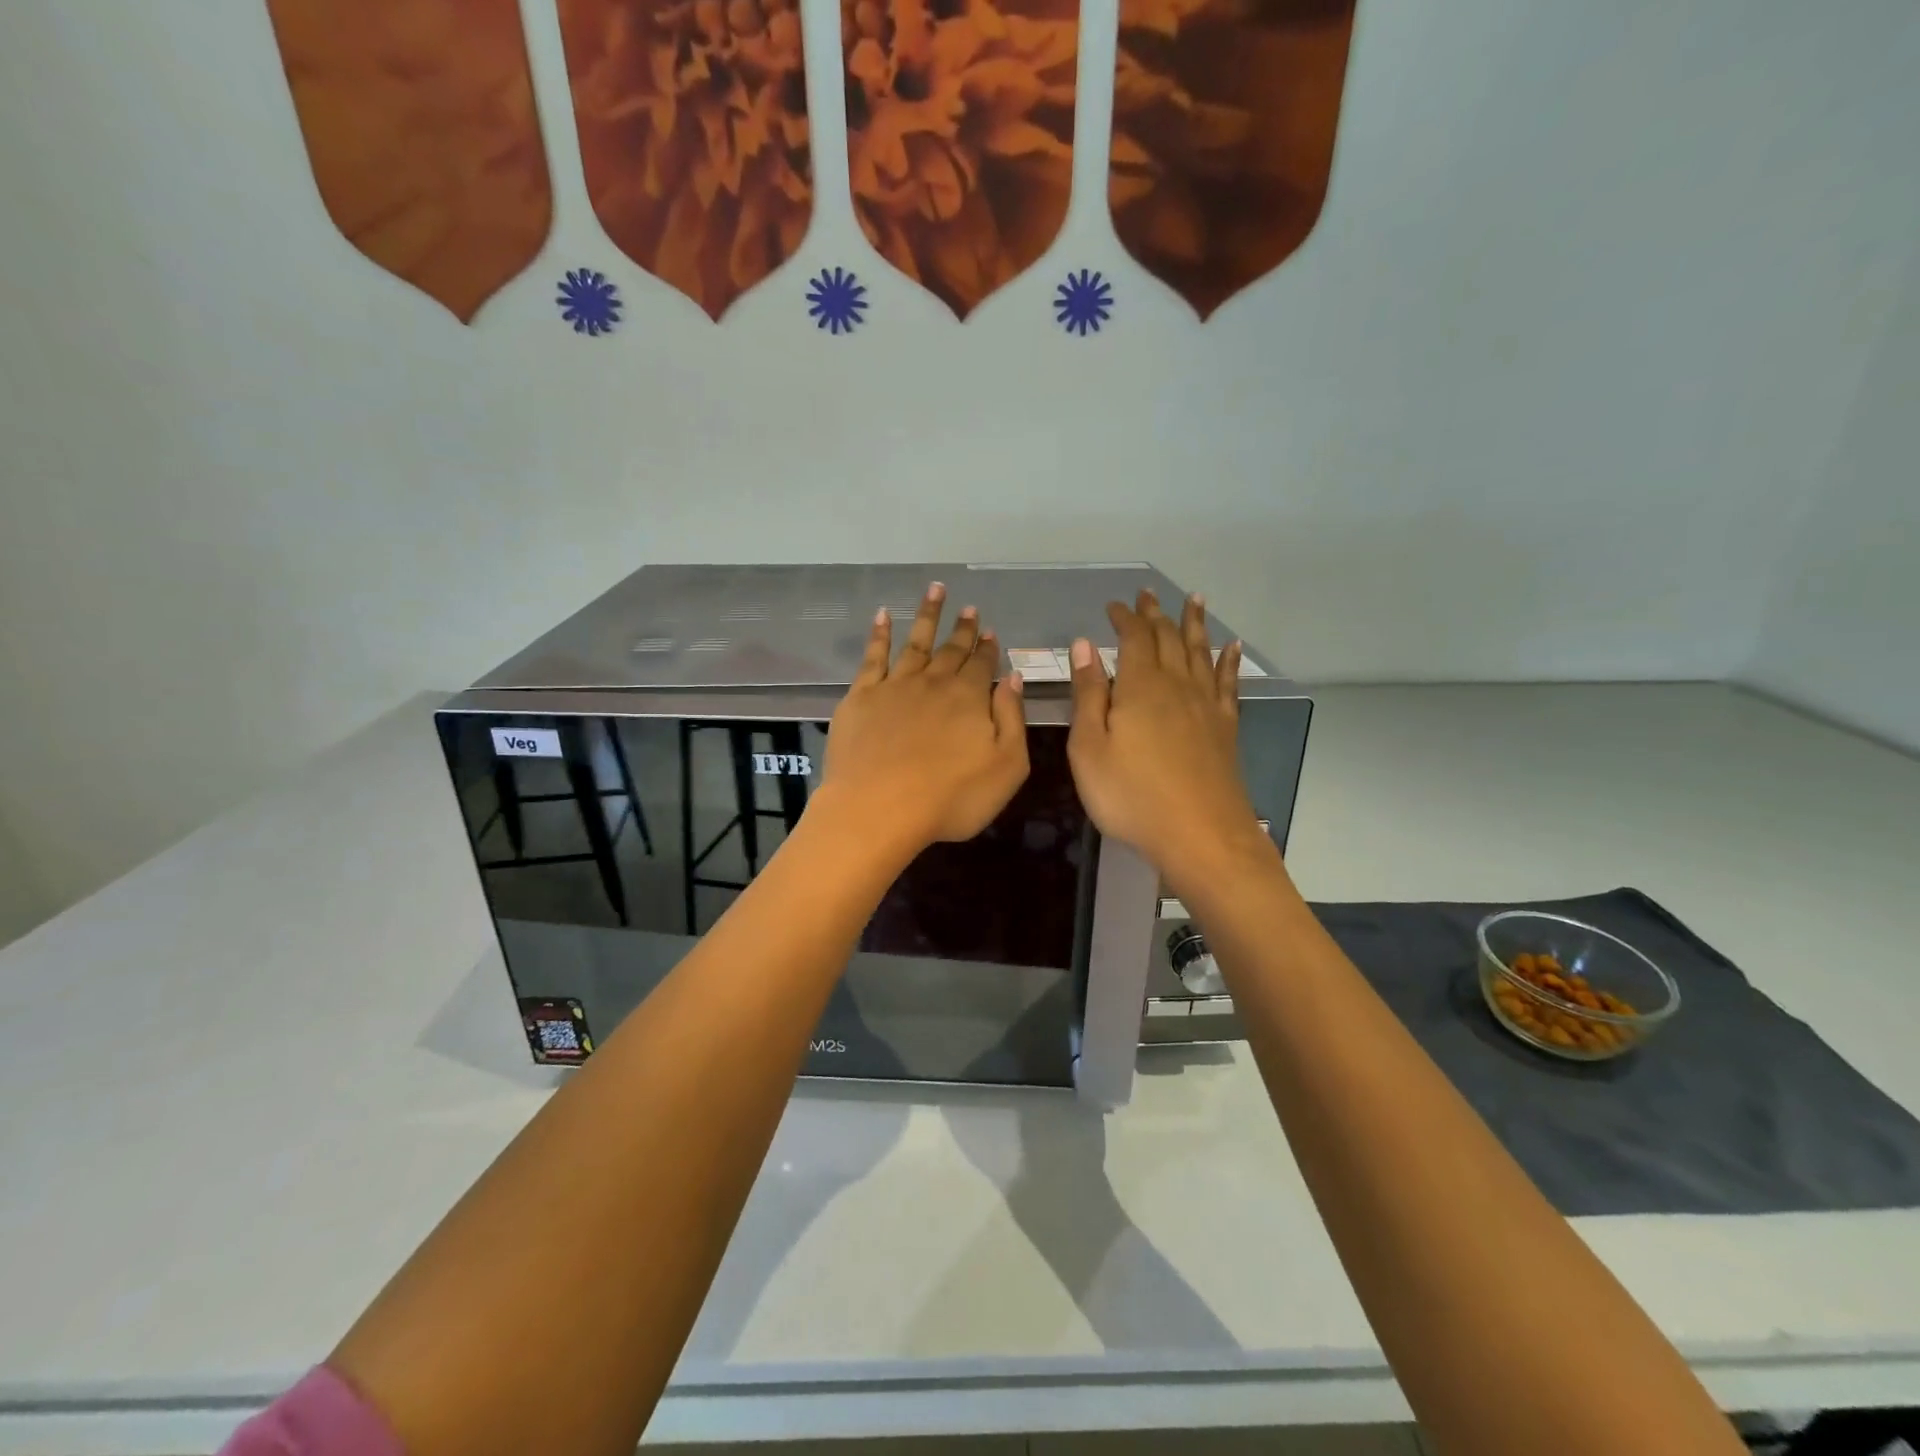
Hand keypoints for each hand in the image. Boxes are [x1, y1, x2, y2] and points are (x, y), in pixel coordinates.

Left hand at [819, 582, 1029, 854]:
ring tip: (936, 590)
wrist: (879, 808)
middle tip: (969, 607)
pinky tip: (883, 616)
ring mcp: (895, 686)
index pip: (982, 665)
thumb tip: (1014, 678)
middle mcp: (934, 683)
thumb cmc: (951, 797)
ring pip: (916, 643)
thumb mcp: (1006, 766)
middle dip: (962, 628)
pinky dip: (880, 634)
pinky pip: (873, 656)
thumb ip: (1012, 719)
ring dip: (928, 616)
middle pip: (952, 650)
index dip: (987, 648)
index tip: (989, 630)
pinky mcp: (861, 697)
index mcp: (970, 698)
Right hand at [1067, 590, 1267, 886]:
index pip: (1134, 638)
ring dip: (1195, 624)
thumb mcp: (1090, 748)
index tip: (1114, 606)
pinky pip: (1227, 682)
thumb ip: (1088, 694)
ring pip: (1200, 653)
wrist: (1200, 835)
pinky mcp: (1225, 728)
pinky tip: (1231, 649)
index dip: (1124, 618)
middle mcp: (1177, 686)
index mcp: (1141, 687)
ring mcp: (1206, 706)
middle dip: (1156, 615)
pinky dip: (1228, 661)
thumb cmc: (1131, 795)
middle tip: (1149, 595)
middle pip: (1169, 639)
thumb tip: (1083, 646)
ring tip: (1195, 600)